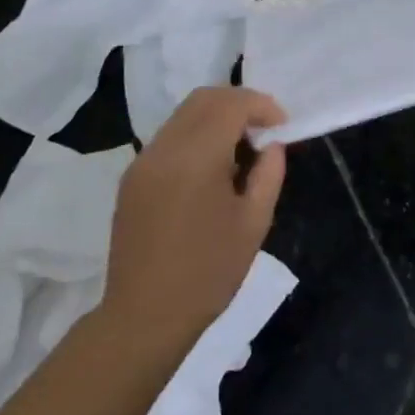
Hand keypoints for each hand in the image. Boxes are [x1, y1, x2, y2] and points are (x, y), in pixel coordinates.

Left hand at [98, 87, 287, 357]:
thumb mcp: (254, 223)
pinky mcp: (132, 177)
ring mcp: (143, 161)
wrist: (144, 317)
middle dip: (240, 103)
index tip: (282, 126)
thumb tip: (272, 145)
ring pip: (184, 114)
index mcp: (196, 158)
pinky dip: (196, 134)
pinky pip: (169, 136)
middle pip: (204, 98)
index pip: (231, 105)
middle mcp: (164, 149)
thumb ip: (269, 173)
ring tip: (241, 148)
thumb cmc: (208, 273)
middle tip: (264, 129)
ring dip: (217, 117)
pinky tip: (213, 167)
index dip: (262, 105)